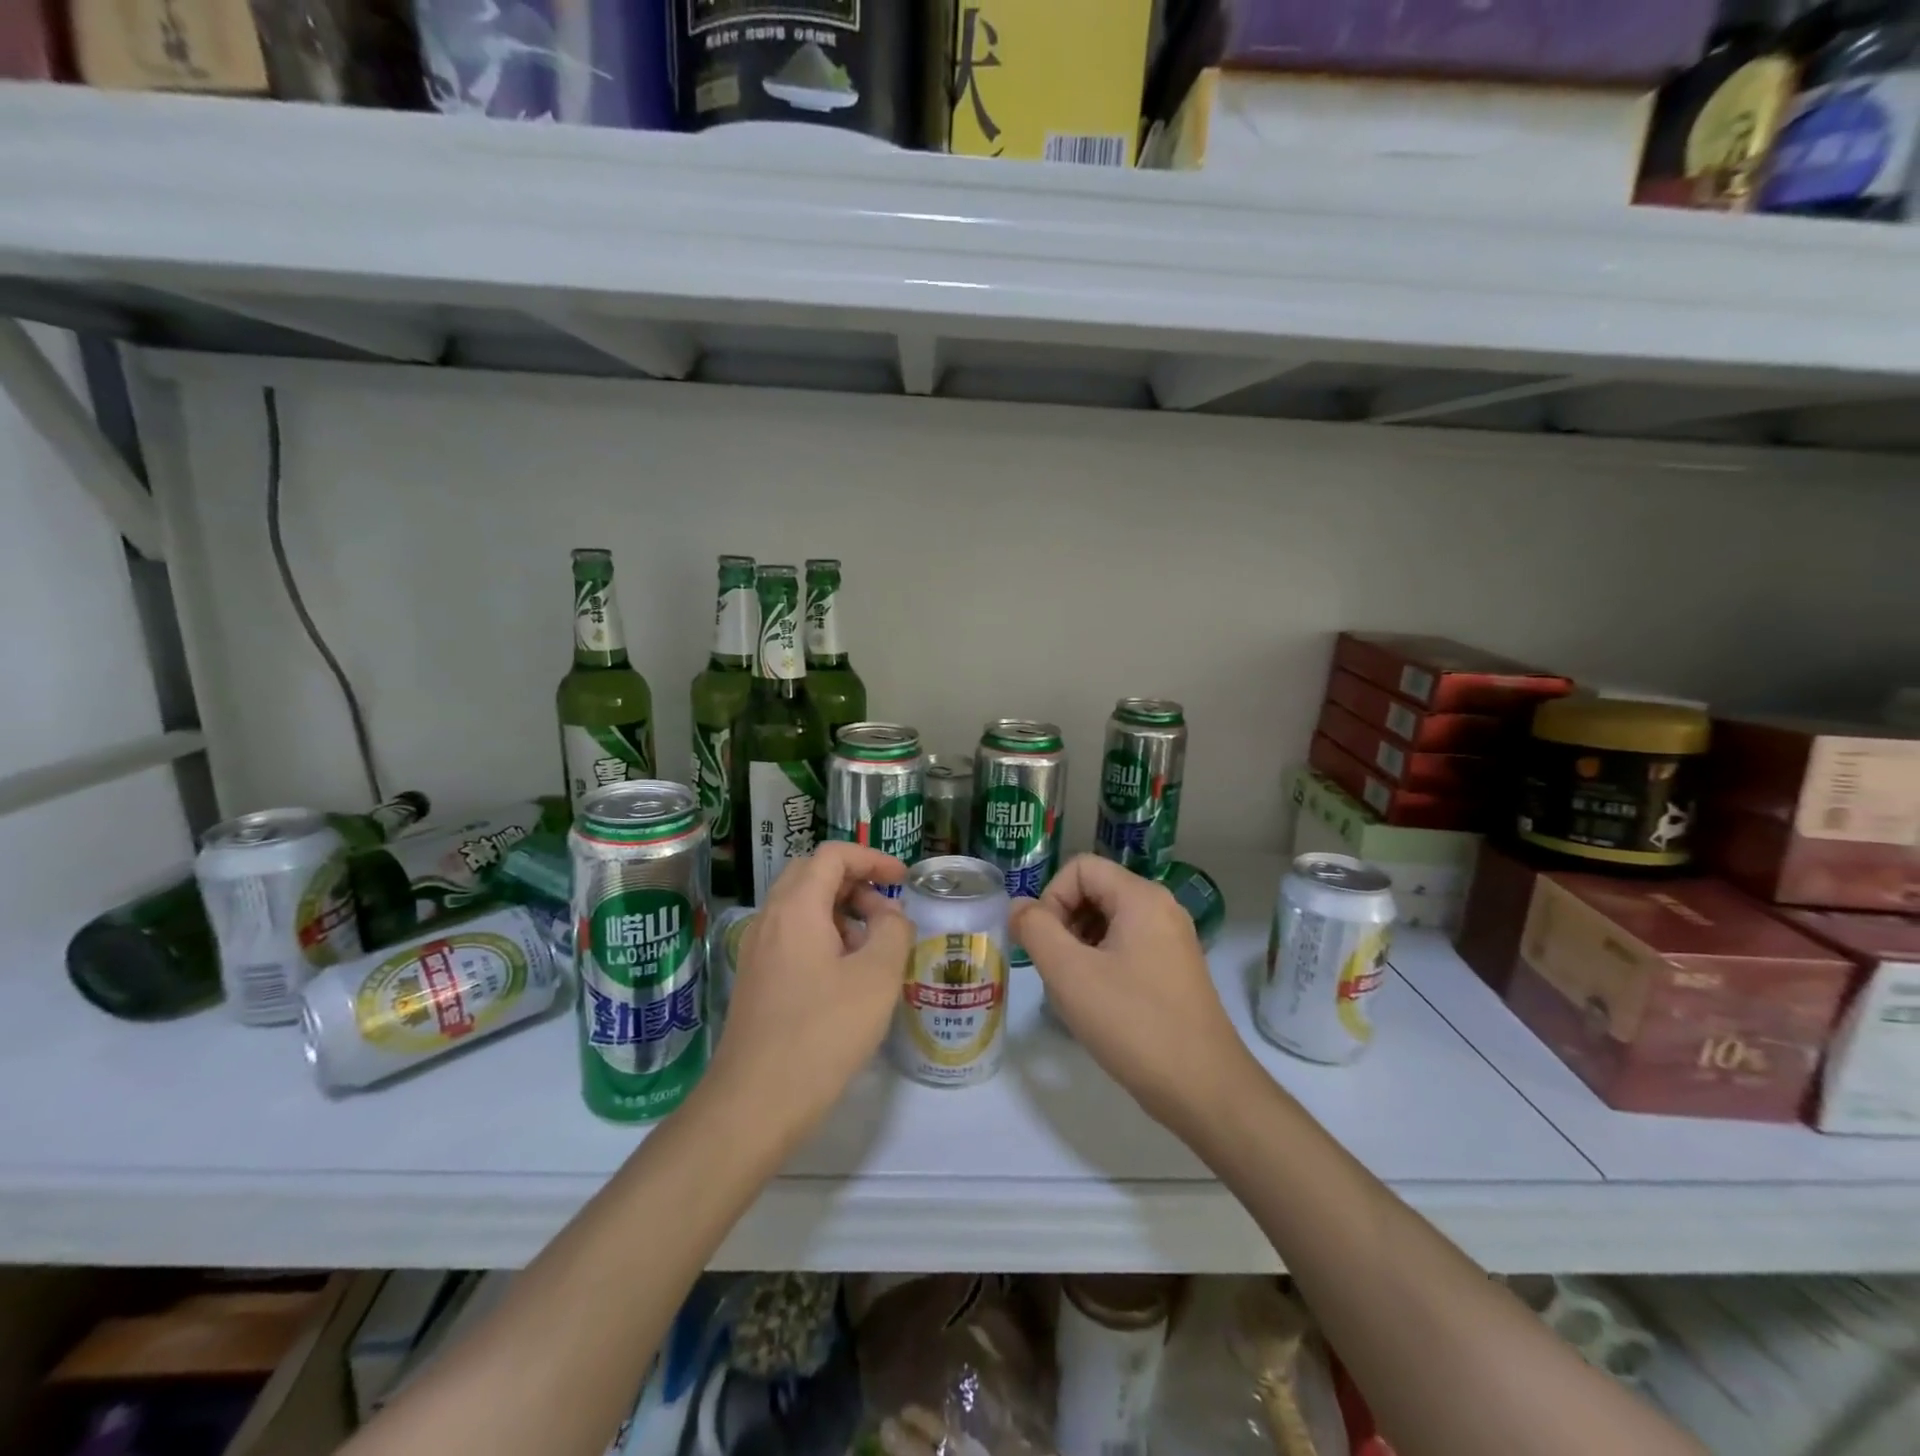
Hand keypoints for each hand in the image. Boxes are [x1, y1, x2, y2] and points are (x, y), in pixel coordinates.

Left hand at [707, 844, 911, 1141]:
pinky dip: (824, 937)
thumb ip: (893, 932)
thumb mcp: (876, 978)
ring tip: (873, 948)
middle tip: (887, 912)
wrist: (754, 1103)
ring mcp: (758, 950)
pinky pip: (793, 936)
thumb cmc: (822, 1033)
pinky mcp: (756, 979)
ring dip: (841, 912)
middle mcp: (770, 919)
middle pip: (813, 875)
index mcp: (796, 908)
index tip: (902, 880)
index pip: (832, 855)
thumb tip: (890, 917)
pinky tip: (846, 976)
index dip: (872, 858)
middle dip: (856, 882)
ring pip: (802, 907)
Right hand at [1011, 855, 1255, 1134]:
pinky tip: (1097, 1003)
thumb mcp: (1070, 974)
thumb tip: (1019, 907)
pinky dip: (1102, 963)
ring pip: (1109, 922)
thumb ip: (1035, 930)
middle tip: (1055, 969)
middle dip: (1064, 922)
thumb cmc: (1133, 1023)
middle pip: (1095, 891)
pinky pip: (1127, 947)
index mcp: (1141, 898)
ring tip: (1074, 989)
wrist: (1204, 1089)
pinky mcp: (1175, 971)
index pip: (1080, 868)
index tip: (1044, 944)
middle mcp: (1161, 909)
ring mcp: (1172, 941)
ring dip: (1079, 945)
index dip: (1051, 897)